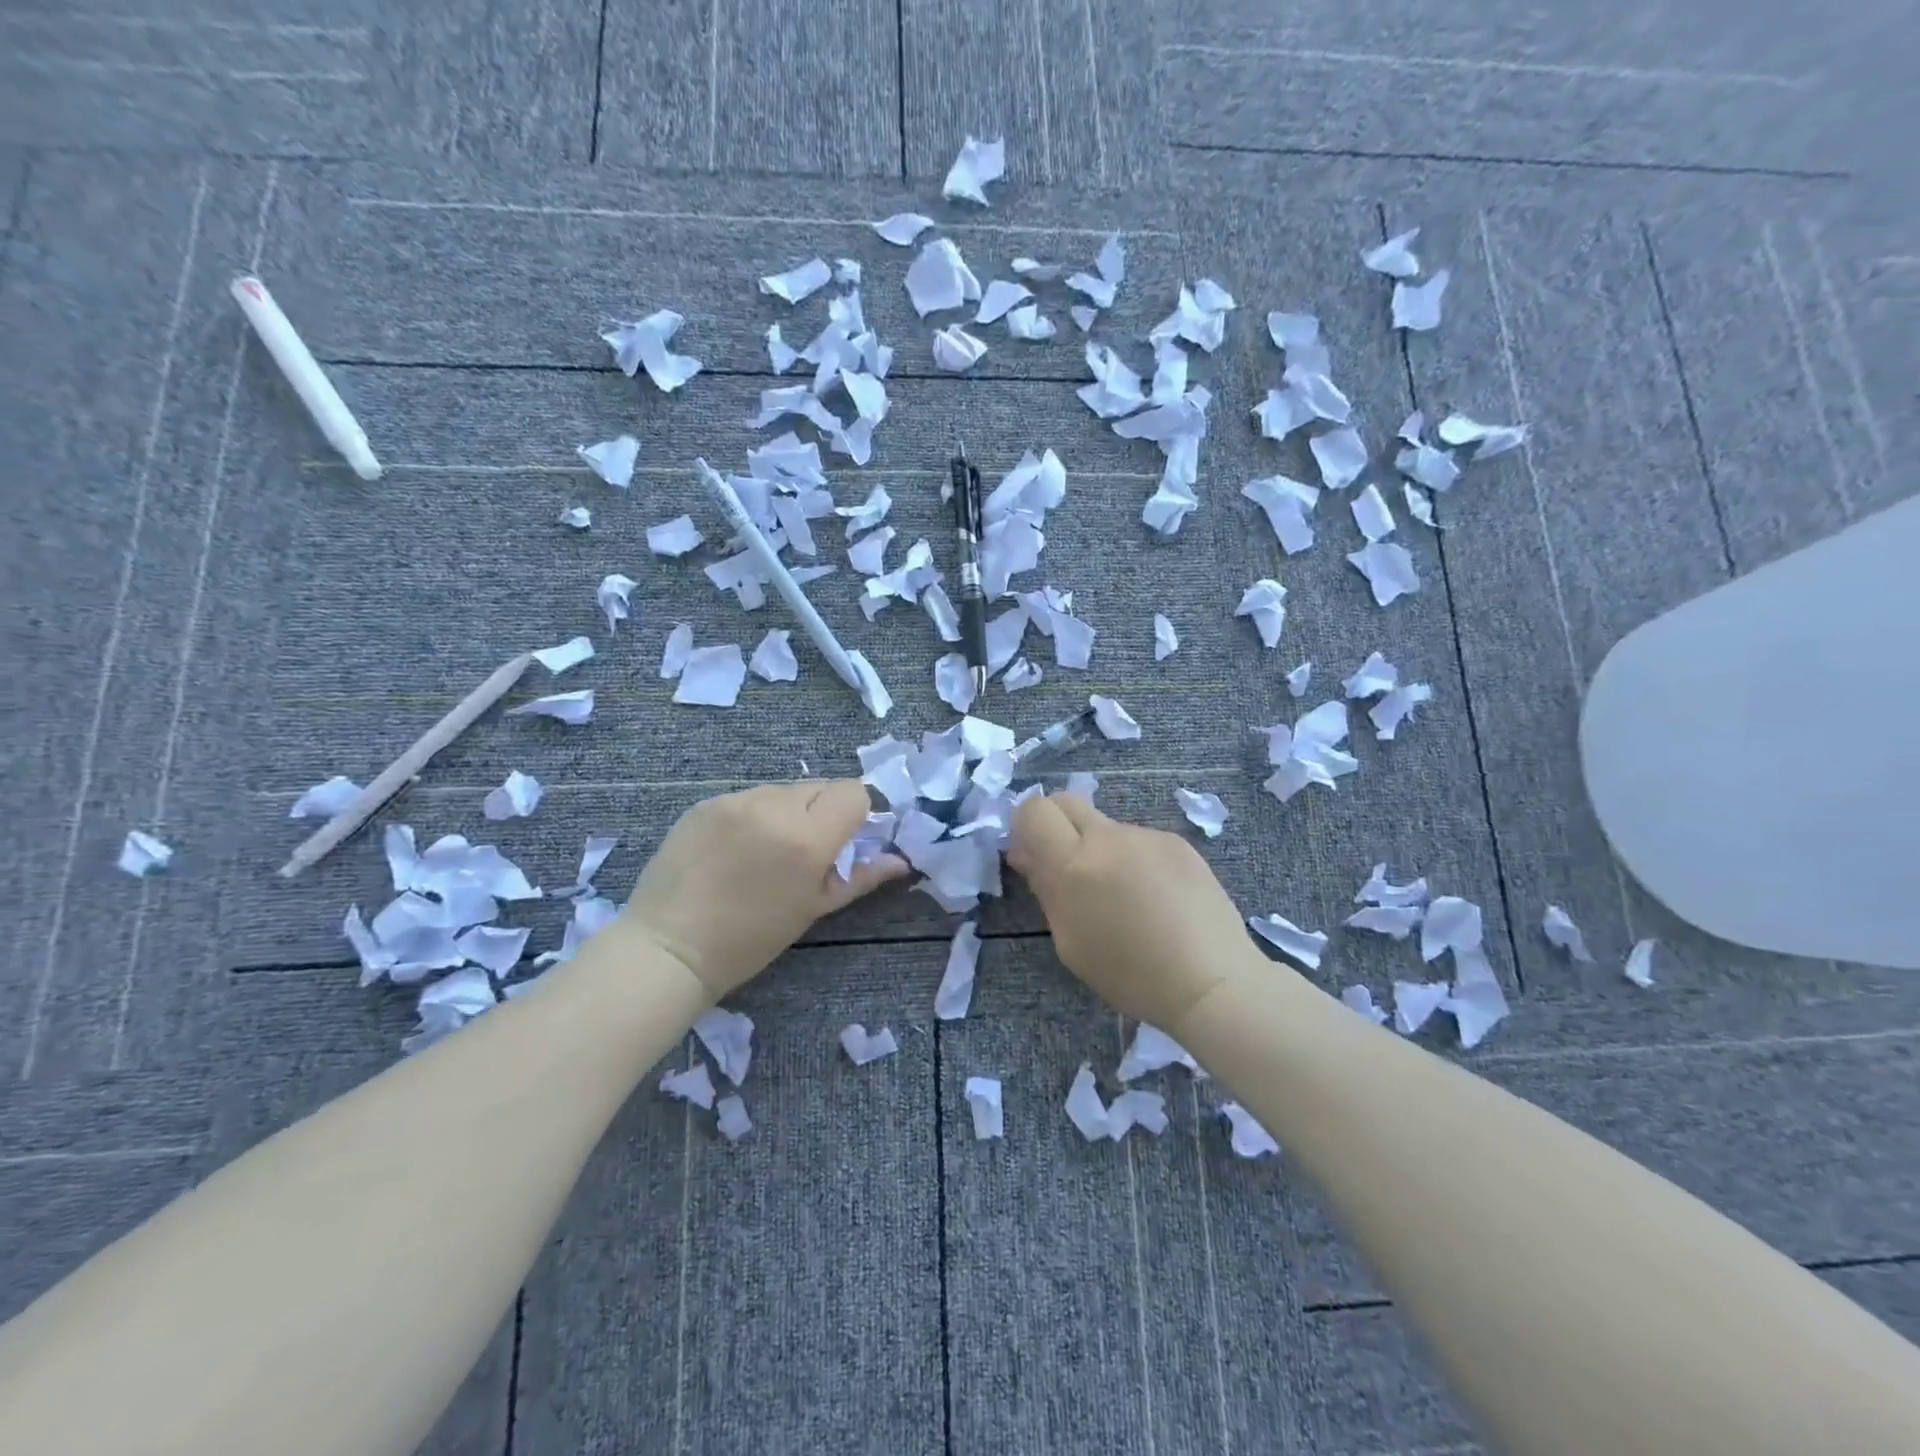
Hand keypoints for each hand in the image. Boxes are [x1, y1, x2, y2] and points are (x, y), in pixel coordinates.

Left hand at [623, 780, 905, 998]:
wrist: (669, 947)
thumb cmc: (751, 939)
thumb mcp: (813, 909)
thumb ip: (860, 877)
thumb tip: (900, 862)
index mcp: (807, 837)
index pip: (853, 792)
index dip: (858, 813)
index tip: (848, 838)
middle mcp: (773, 806)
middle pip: (820, 788)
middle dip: (824, 812)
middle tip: (808, 850)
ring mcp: (735, 800)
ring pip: (783, 791)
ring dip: (789, 812)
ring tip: (768, 851)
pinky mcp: (705, 802)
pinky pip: (748, 798)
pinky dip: (755, 815)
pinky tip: (737, 849)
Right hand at [1008, 792, 1253, 1030]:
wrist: (1209, 980)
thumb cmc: (1130, 974)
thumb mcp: (1071, 942)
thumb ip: (1046, 890)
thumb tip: (1028, 856)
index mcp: (1073, 864)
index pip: (1035, 810)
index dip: (1026, 825)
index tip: (1032, 853)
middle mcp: (1108, 837)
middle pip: (1066, 801)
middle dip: (1056, 824)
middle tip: (1066, 864)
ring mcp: (1146, 835)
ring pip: (1106, 826)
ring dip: (1100, 849)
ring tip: (1125, 897)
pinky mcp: (1177, 842)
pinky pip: (1140, 841)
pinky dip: (1135, 860)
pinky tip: (1157, 898)